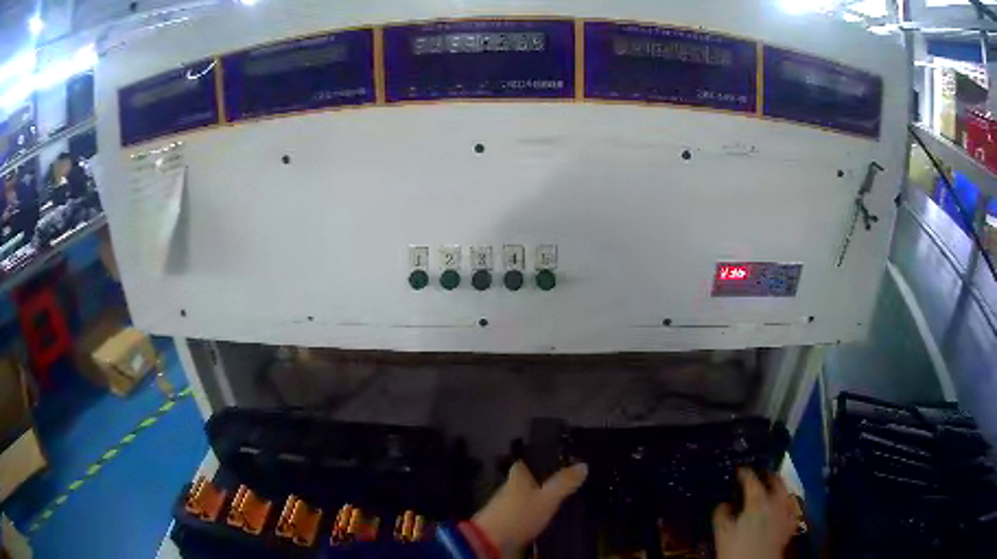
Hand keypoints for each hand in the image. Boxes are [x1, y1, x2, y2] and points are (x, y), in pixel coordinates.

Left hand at [472, 461, 587, 556]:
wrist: (492, 541)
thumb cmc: (519, 514)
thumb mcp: (547, 498)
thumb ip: (564, 482)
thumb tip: (583, 465)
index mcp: (518, 475)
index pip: (530, 460)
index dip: (544, 459)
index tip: (562, 461)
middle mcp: (510, 487)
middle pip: (530, 479)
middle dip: (545, 481)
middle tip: (569, 483)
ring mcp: (507, 505)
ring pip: (528, 497)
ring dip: (542, 499)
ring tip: (564, 500)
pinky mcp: (508, 521)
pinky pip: (526, 512)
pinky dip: (537, 513)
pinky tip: (549, 517)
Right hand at [713, 468, 796, 558]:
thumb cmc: (737, 550)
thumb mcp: (722, 533)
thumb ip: (721, 515)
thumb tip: (724, 503)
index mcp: (757, 500)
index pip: (751, 479)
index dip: (745, 472)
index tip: (739, 470)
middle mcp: (775, 502)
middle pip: (776, 481)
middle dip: (768, 475)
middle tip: (760, 474)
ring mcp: (785, 513)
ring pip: (786, 492)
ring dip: (779, 488)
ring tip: (771, 489)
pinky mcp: (789, 525)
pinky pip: (791, 509)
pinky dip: (787, 505)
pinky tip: (783, 508)